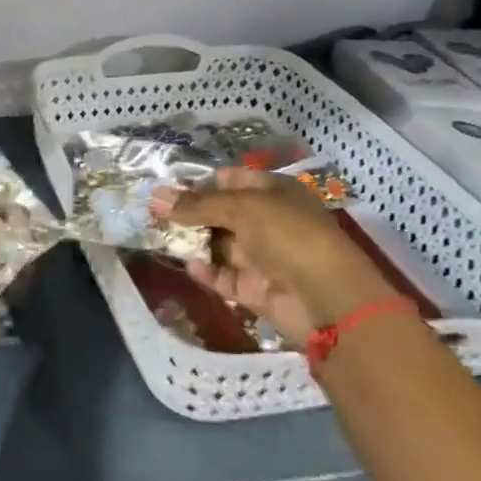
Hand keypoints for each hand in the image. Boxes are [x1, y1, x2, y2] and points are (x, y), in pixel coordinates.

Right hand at [156, 167, 391, 347]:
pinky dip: (207, 272)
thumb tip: (156, 196)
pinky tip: (188, 266)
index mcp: (273, 192)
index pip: (229, 180)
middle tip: (152, 213)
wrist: (327, 300)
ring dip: (193, 242)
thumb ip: (196, 204)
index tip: (165, 188)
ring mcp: (263, 257)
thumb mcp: (240, 208)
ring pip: (220, 245)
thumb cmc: (288, 235)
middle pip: (221, 213)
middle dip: (190, 213)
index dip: (198, 182)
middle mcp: (268, 221)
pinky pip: (225, 276)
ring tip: (158, 237)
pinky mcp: (256, 289)